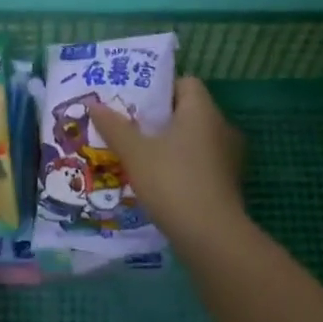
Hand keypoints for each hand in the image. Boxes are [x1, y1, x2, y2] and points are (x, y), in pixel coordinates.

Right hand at [87, 77, 244, 240]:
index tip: (136, 102)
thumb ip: (115, 127)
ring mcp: (228, 157)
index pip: (185, 83)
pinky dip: (182, 166)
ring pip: (194, 139)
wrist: (212, 238)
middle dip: (160, 118)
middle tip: (130, 126)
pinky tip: (160, 181)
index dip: (160, 88)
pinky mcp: (228, 183)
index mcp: (202, 110)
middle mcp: (221, 126)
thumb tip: (93, 104)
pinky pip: (201, 162)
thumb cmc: (173, 182)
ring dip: (171, 144)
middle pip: (188, 111)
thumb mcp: (135, 153)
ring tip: (140, 154)